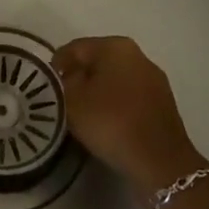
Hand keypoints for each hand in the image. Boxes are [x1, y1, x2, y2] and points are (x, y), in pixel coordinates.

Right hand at [53, 36, 206, 192]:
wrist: (160, 161)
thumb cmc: (111, 122)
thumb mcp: (72, 101)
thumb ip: (61, 84)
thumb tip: (65, 80)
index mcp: (114, 46)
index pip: (75, 48)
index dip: (56, 66)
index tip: (45, 87)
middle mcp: (137, 55)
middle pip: (96, 62)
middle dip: (77, 78)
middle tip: (60, 101)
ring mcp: (153, 79)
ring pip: (113, 79)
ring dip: (96, 92)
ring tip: (81, 115)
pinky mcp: (162, 103)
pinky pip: (129, 96)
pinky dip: (114, 105)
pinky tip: (106, 123)